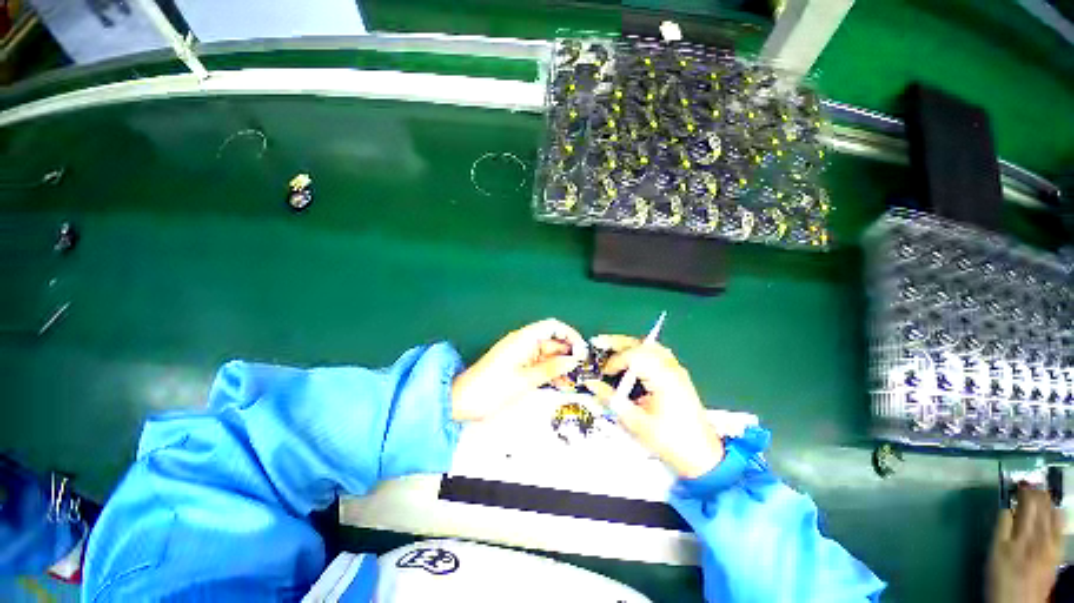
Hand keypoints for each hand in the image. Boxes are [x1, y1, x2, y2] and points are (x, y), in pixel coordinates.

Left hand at [452, 318, 585, 422]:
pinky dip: (550, 371)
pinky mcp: (518, 366)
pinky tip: (561, 384)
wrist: (463, 401)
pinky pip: (539, 364)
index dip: (570, 334)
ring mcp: (521, 354)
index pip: (552, 326)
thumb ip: (551, 368)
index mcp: (525, 338)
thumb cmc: (494, 388)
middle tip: (583, 370)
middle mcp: (524, 342)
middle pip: (552, 341)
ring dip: (561, 365)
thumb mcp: (526, 379)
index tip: (583, 350)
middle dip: (568, 353)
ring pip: (547, 355)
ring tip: (575, 380)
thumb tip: (574, 360)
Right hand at [583, 336, 723, 478]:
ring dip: (630, 345)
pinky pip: (658, 354)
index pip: (634, 356)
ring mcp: (677, 371)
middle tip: (599, 342)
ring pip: (651, 346)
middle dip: (619, 342)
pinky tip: (631, 361)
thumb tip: (592, 385)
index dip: (615, 360)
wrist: (703, 457)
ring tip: (612, 348)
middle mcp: (672, 369)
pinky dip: (641, 352)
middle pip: (643, 344)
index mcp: (663, 379)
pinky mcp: (678, 376)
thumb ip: (611, 400)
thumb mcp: (636, 423)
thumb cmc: (671, 441)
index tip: (603, 372)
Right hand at [986, 486, 1064, 602]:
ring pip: (1051, 516)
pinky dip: (1058, 516)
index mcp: (1017, 535)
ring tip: (1042, 492)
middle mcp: (1036, 536)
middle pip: (1038, 509)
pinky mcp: (1056, 552)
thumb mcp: (994, 553)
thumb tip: (1006, 507)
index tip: (1018, 483)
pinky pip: (1060, 529)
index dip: (1021, 492)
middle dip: (1035, 494)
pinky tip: (1057, 511)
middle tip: (1031, 484)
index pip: (1022, 505)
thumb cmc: (1000, 577)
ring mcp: (1049, 545)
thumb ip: (1001, 529)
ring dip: (1046, 502)